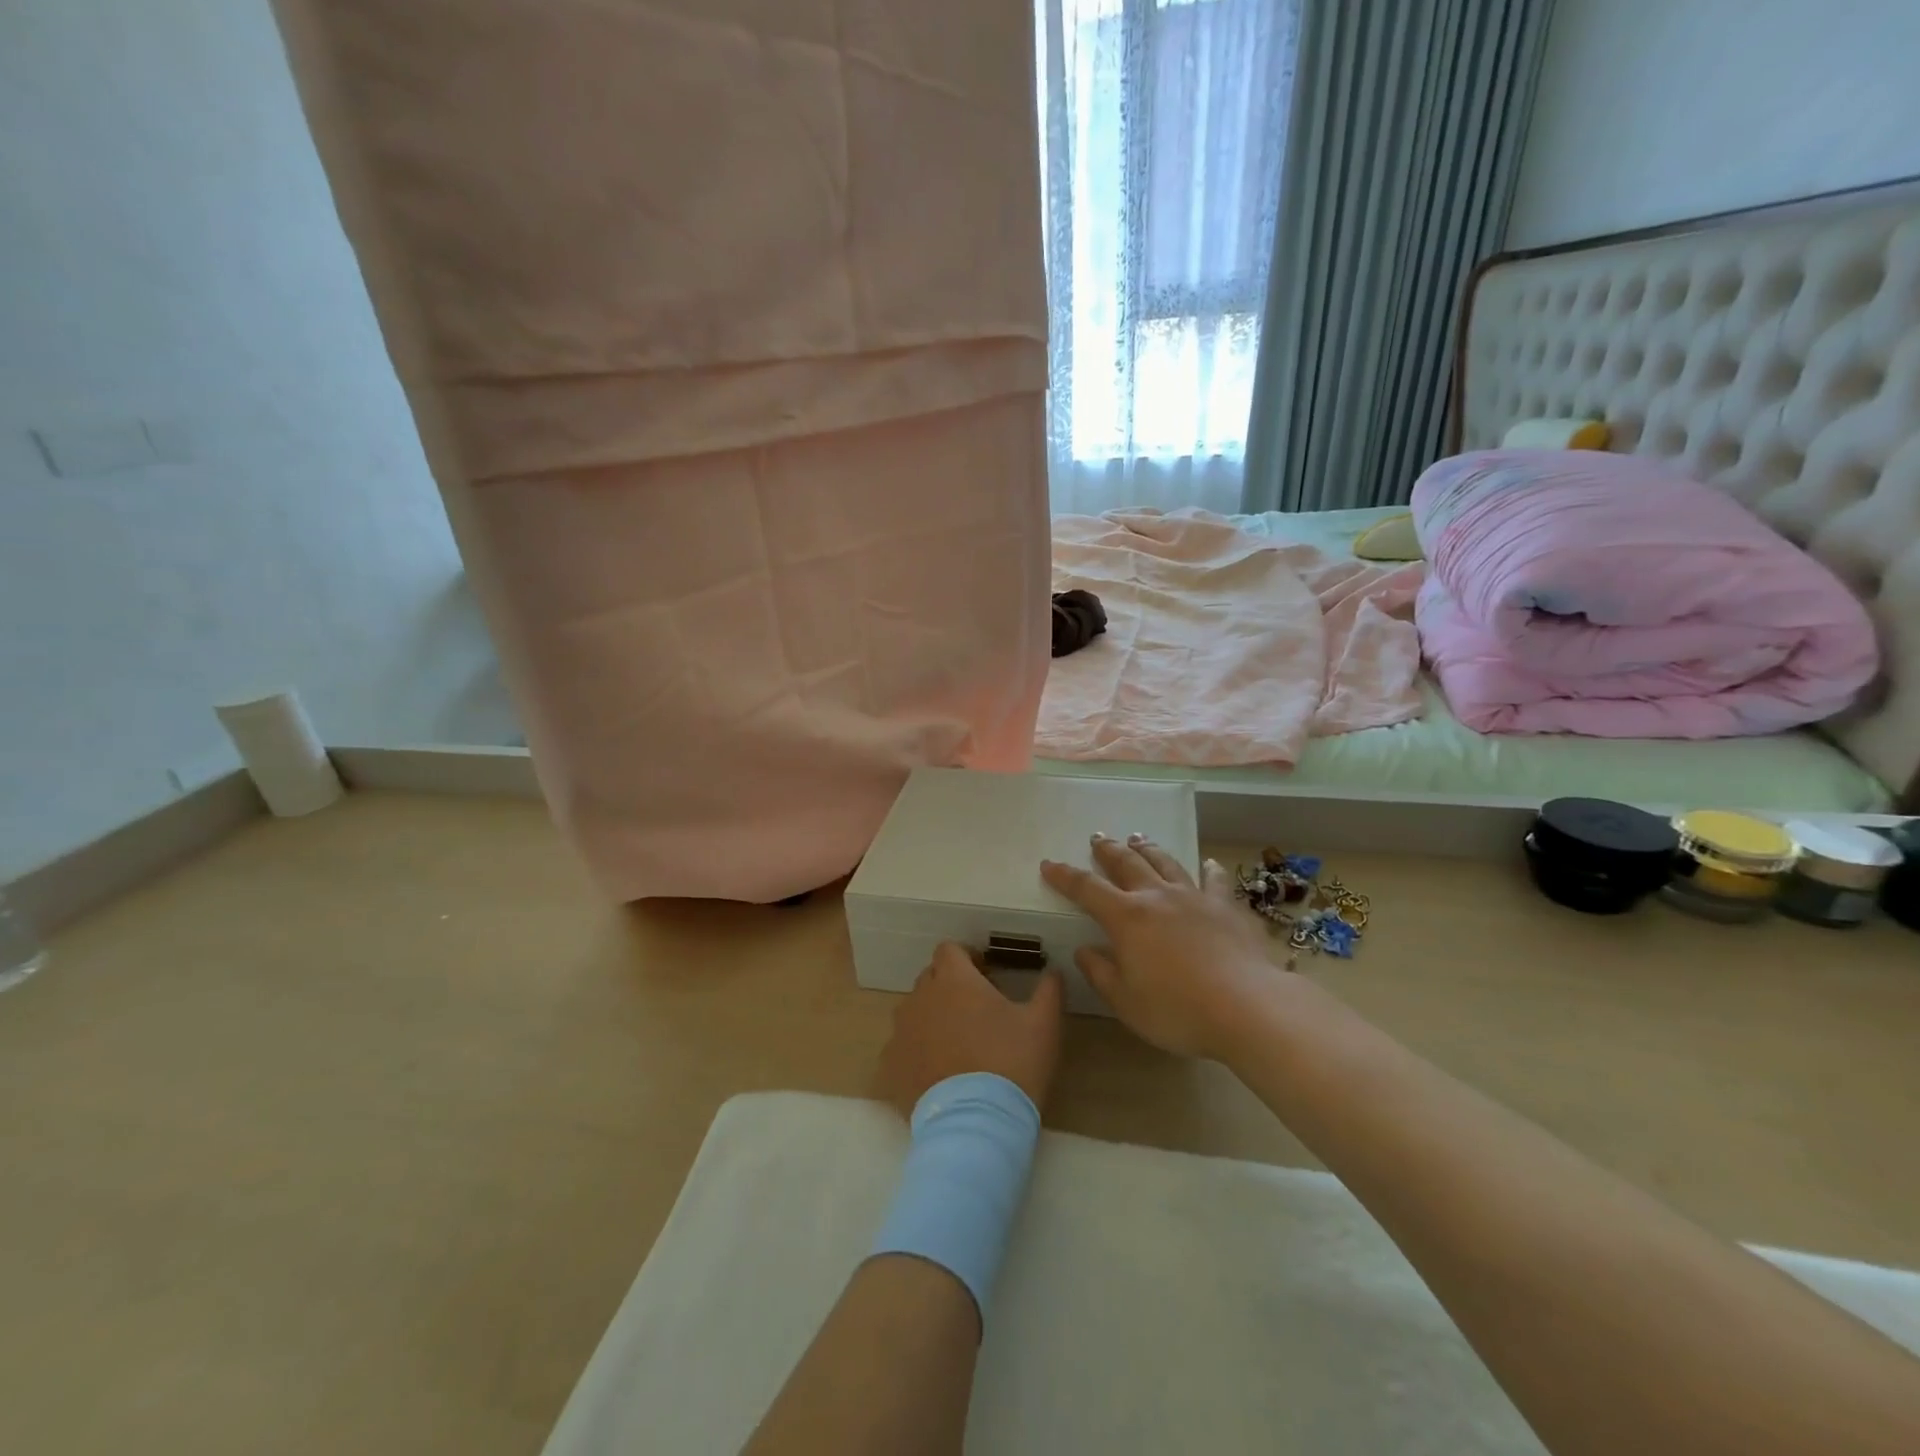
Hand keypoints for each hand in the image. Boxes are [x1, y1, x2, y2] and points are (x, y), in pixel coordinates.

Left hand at [877, 943, 1065, 1117]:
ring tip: (956, 1045)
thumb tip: (1054, 972)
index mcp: (954, 980)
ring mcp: (901, 1033)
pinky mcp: (890, 1067)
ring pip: (913, 1012)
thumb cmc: (1012, 1064)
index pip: (949, 950)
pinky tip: (936, 1075)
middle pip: (930, 978)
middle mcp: (920, 998)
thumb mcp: (1043, 1024)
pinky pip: (901, 1049)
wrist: (976, 1126)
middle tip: (975, 1011)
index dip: (966, 958)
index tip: (984, 974)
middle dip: (950, 986)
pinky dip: (916, 1054)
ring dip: (932, 1018)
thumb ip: (1049, 990)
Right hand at [1041, 833, 1278, 1059]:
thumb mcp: (1126, 1002)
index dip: (1065, 876)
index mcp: (1126, 918)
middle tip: (1097, 838)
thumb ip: (1101, 973)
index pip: (1086, 889)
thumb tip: (1084, 951)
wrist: (1247, 1007)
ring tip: (1138, 838)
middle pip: (1127, 863)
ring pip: (1165, 862)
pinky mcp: (1226, 907)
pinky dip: (1208, 869)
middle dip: (1108, 849)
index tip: (1049, 864)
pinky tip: (1208, 863)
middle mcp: (1157, 897)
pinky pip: (1214, 880)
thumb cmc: (1177, 1010)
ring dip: (1148, 849)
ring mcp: (1194, 898)